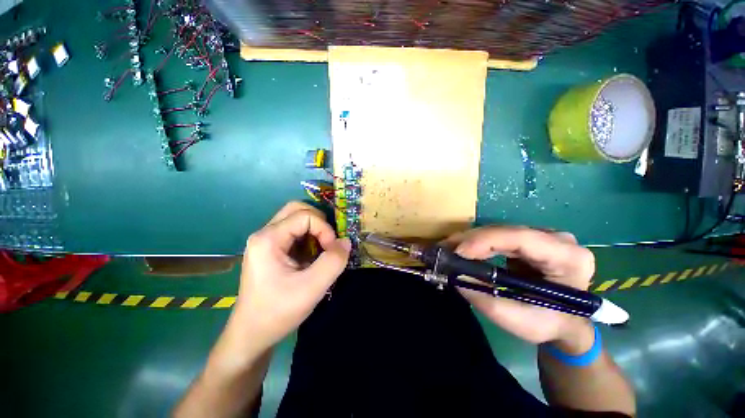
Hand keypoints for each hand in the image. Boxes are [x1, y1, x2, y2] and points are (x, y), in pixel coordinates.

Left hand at [226, 202, 350, 356]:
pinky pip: (294, 231)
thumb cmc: (278, 312)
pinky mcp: (272, 249)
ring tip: (323, 248)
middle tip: (329, 241)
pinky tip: (313, 254)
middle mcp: (265, 234)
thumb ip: (334, 261)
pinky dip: (310, 237)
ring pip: (296, 218)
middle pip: (297, 209)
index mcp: (268, 239)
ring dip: (315, 229)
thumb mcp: (312, 288)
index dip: (325, 229)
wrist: (251, 335)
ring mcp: (267, 241)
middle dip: (320, 221)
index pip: (305, 216)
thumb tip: (346, 241)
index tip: (332, 251)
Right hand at [446, 226, 595, 353]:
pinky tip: (462, 249)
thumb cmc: (549, 325)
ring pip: (499, 232)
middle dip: (471, 240)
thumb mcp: (518, 320)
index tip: (457, 251)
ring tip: (448, 249)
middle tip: (444, 249)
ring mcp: (543, 237)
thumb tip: (455, 276)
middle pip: (506, 232)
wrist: (566, 323)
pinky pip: (498, 237)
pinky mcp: (529, 240)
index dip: (485, 241)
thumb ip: (486, 299)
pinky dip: (477, 243)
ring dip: (471, 240)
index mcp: (567, 257)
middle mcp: (557, 239)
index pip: (521, 238)